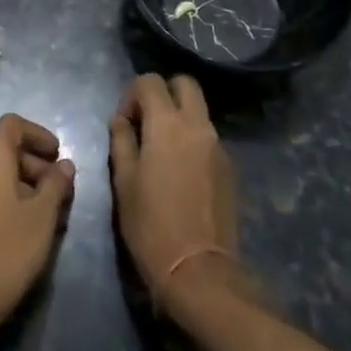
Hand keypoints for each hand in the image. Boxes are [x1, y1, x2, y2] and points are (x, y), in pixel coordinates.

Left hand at [0, 114, 74, 331]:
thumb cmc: (8, 250)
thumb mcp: (42, 216)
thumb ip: (55, 184)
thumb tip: (64, 165)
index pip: (12, 124)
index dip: (38, 133)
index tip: (59, 155)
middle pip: (5, 149)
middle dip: (36, 163)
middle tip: (61, 190)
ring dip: (26, 183)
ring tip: (51, 213)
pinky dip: (9, 197)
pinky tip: (28, 227)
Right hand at [109, 75, 240, 309]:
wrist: (198, 269)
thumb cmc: (150, 224)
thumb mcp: (123, 181)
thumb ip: (122, 141)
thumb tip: (121, 121)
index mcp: (167, 124)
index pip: (150, 81)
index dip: (131, 95)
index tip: (124, 122)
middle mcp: (197, 125)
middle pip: (184, 83)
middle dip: (163, 92)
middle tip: (146, 121)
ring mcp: (218, 145)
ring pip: (199, 110)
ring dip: (179, 116)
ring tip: (160, 149)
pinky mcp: (229, 167)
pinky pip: (208, 136)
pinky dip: (192, 139)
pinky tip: (179, 170)